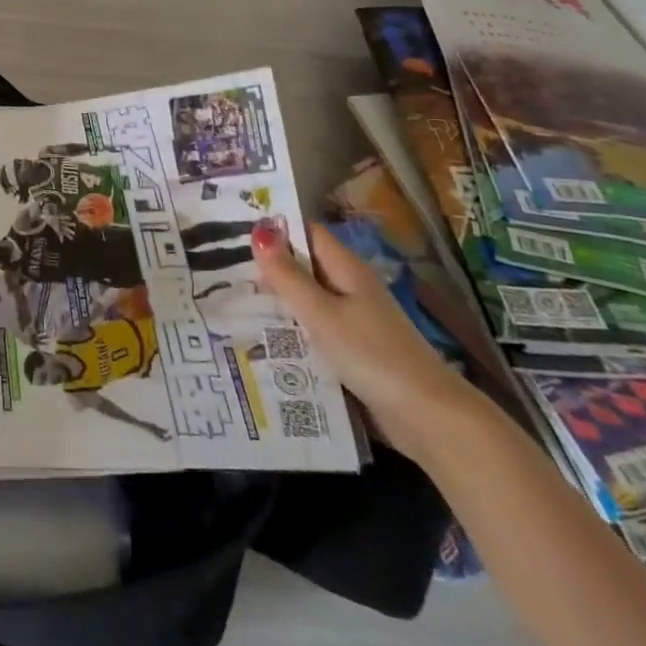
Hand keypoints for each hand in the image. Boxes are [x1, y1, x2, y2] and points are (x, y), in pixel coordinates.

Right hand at [251, 221, 475, 460]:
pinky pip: (313, 330)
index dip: (273, 226)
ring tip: (228, 300)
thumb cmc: (371, 355)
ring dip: (275, 301)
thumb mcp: (321, 313)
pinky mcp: (352, 351)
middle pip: (302, 266)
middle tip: (218, 267)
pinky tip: (260, 339)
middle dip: (266, 266)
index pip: (305, 232)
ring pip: (305, 301)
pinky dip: (290, 330)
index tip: (231, 227)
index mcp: (345, 269)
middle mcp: (349, 288)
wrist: (427, 418)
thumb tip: (259, 230)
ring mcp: (353, 321)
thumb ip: (288, 275)